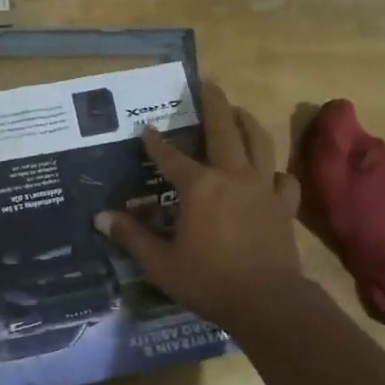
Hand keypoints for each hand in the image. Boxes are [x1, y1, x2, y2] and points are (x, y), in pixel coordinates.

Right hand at [95, 81, 308, 333]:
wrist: (267, 300)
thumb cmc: (208, 280)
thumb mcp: (160, 262)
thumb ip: (131, 236)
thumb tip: (101, 217)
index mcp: (199, 186)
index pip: (170, 156)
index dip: (155, 142)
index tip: (144, 129)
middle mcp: (232, 176)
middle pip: (224, 130)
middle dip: (214, 104)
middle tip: (209, 84)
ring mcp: (262, 188)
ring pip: (258, 143)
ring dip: (247, 122)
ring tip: (239, 111)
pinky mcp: (283, 206)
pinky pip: (282, 178)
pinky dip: (274, 170)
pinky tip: (268, 172)